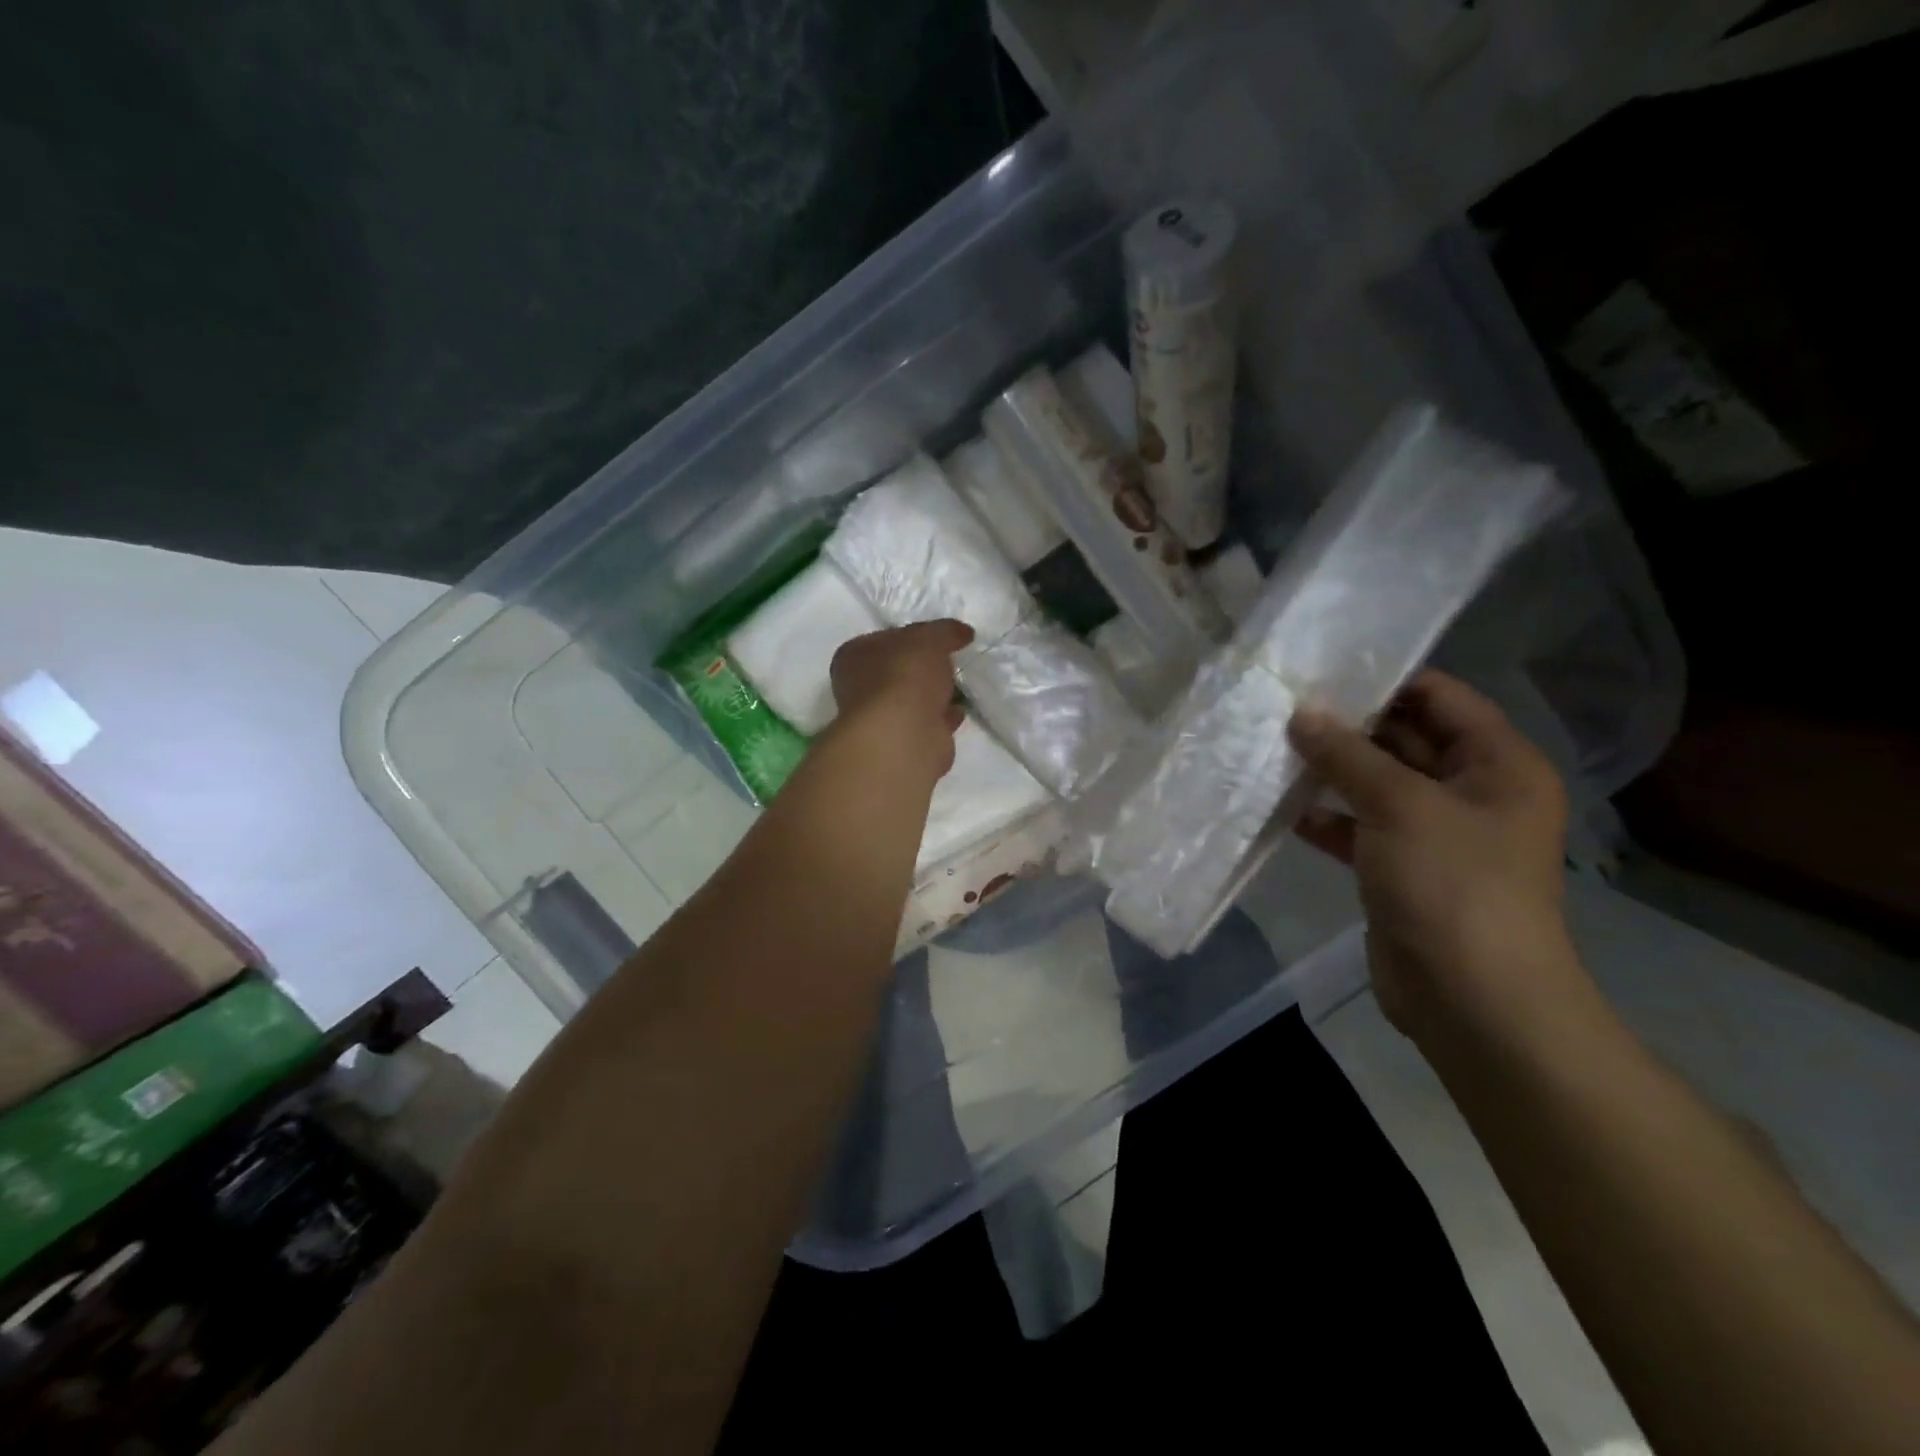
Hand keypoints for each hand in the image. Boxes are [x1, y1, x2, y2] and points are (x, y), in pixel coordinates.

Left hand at [829, 620, 972, 776]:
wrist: (904, 733)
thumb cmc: (905, 675)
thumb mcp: (928, 638)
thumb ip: (945, 631)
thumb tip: (963, 633)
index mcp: (854, 656)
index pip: (884, 639)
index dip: (912, 636)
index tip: (939, 638)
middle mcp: (860, 688)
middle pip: (898, 671)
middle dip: (924, 668)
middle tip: (951, 661)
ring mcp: (881, 719)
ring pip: (913, 699)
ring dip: (935, 694)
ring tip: (961, 685)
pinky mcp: (903, 742)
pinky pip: (927, 723)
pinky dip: (942, 717)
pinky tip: (959, 711)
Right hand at [1287, 670, 1582, 1040]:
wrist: (1471, 998)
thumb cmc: (1451, 884)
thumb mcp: (1399, 805)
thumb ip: (1347, 754)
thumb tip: (1302, 713)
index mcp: (1498, 763)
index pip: (1440, 698)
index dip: (1384, 680)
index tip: (1321, 672)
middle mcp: (1472, 791)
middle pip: (1404, 739)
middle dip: (1347, 726)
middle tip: (1283, 707)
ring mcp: (1436, 832)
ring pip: (1377, 784)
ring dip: (1331, 772)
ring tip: (1273, 750)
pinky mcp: (1403, 868)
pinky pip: (1362, 827)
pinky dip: (1328, 818)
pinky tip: (1285, 809)